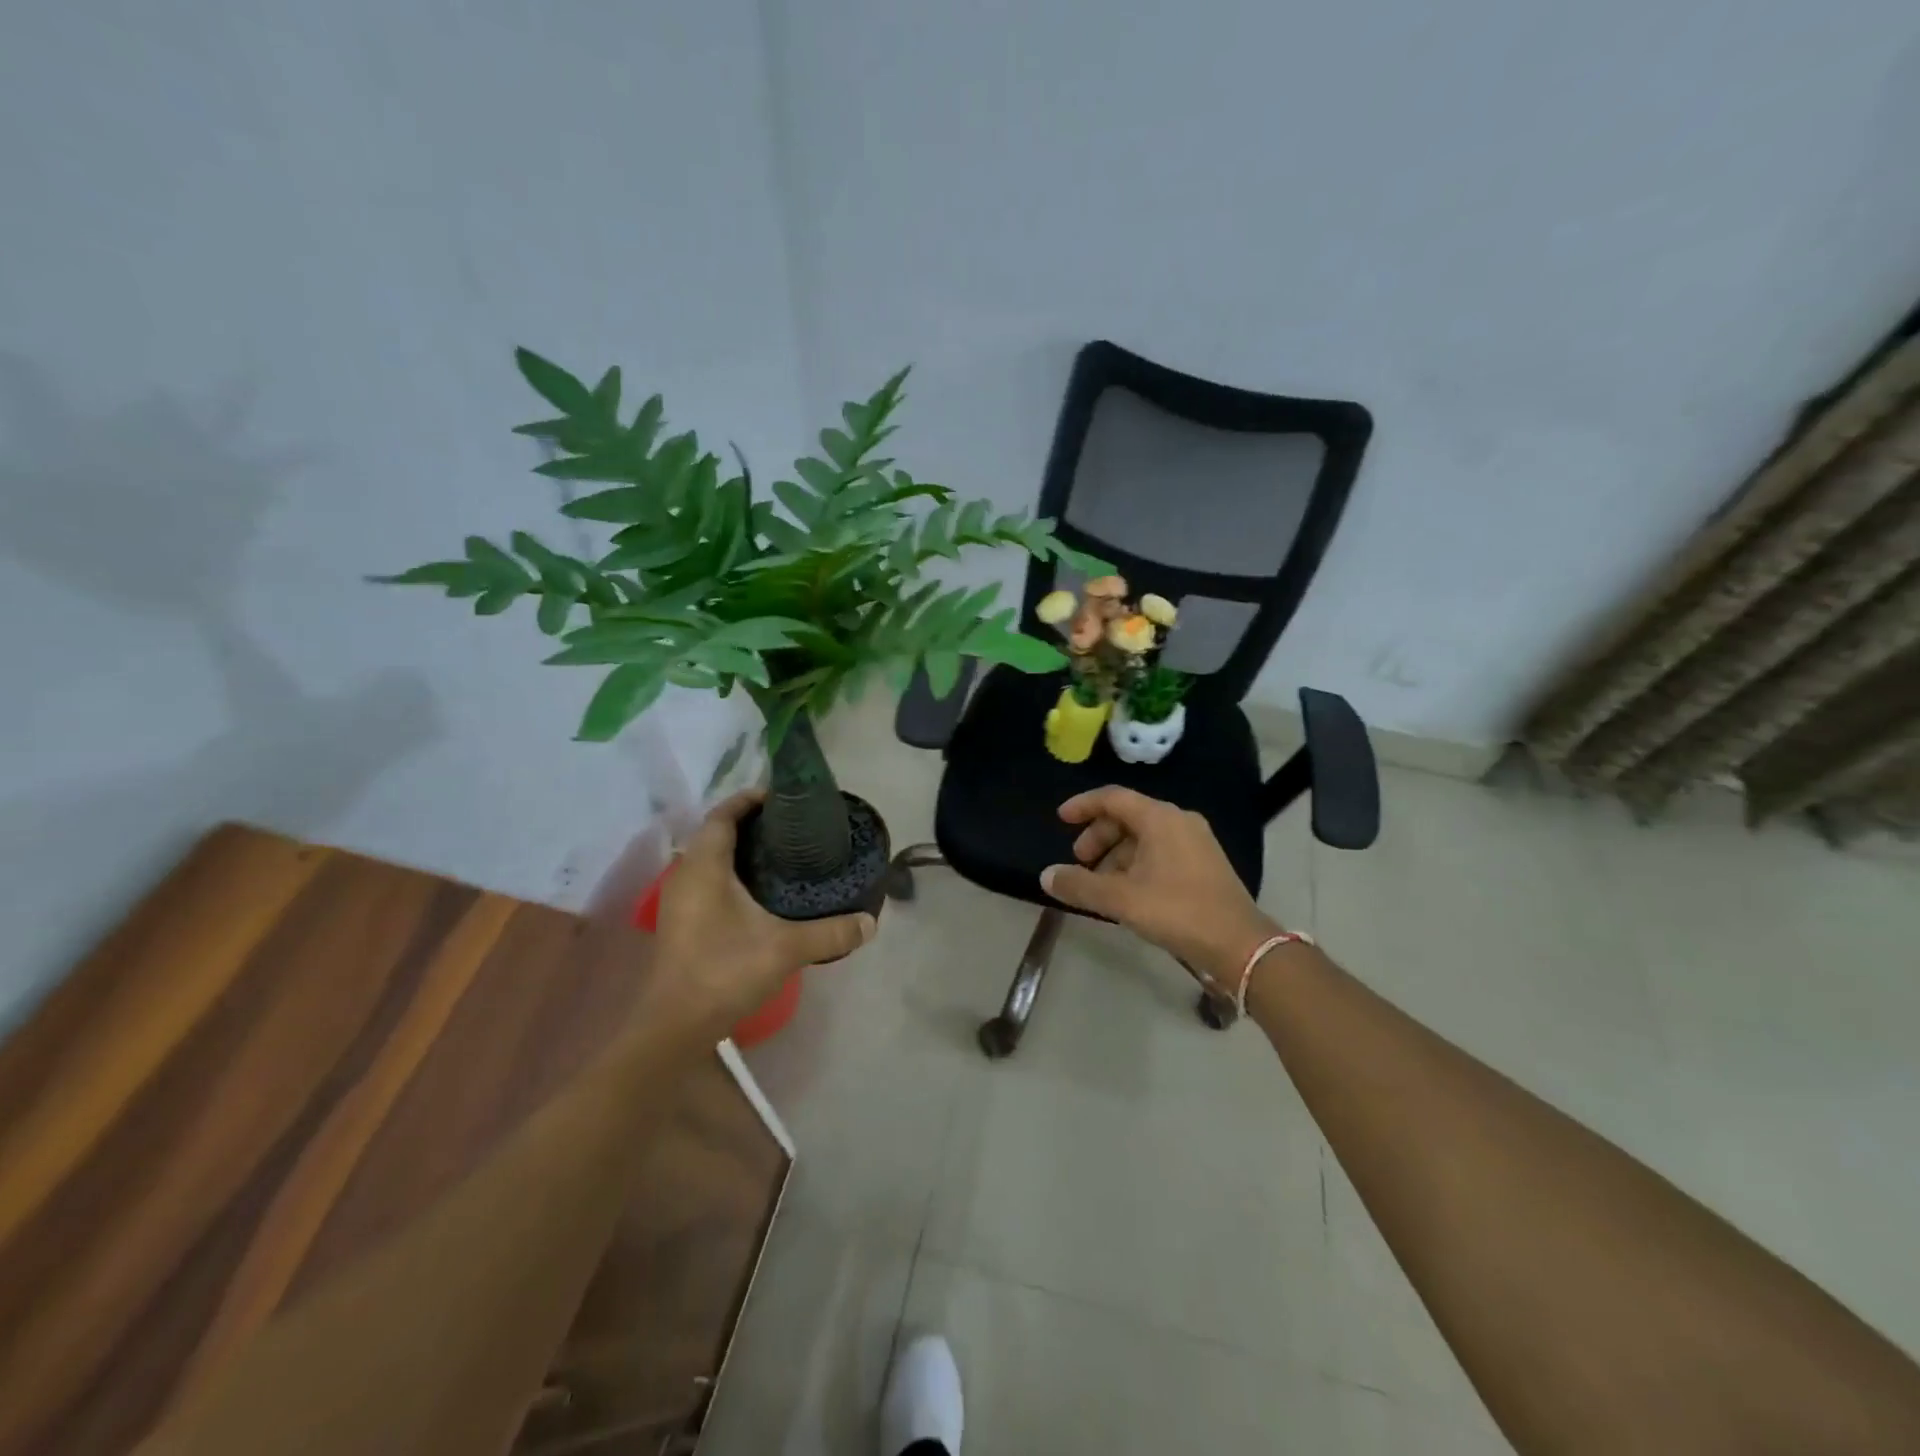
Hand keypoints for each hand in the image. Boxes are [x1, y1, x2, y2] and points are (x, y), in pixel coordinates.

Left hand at [649, 791, 876, 1031]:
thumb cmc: (724, 972)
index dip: (749, 800)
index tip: (781, 797)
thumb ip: (830, 932)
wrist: (674, 1027)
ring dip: (738, 849)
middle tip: (790, 826)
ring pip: (708, 858)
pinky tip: (758, 892)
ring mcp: (678, 900)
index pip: (723, 815)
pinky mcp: (680, 922)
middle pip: (715, 833)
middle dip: (749, 823)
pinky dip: (730, 873)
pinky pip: (706, 879)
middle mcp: (685, 875)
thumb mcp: (785, 949)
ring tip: (779, 853)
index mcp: (704, 866)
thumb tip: (871, 923)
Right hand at [1040, 786, 1279, 984]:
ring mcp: (1196, 841)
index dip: (1083, 805)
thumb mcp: (1121, 900)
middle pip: (1127, 817)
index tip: (1060, 819)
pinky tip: (1128, 892)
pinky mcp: (1204, 863)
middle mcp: (1179, 821)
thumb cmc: (1178, 911)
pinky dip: (1136, 863)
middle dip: (1098, 837)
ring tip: (1101, 885)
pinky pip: (1160, 851)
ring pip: (1144, 837)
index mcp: (1160, 818)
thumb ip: (1080, 886)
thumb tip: (1046, 876)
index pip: (1113, 798)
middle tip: (1080, 863)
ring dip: (1116, 854)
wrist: (1240, 944)